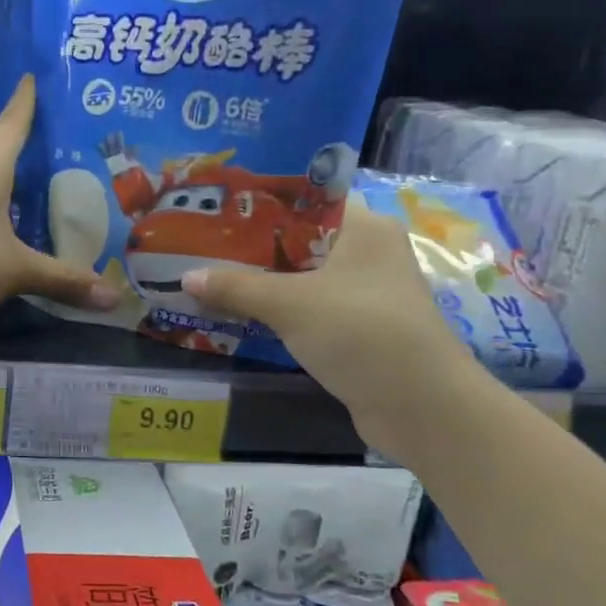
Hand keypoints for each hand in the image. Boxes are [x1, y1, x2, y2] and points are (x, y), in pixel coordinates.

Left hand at [0, 76, 117, 325]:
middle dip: (21, 144)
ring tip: (32, 183)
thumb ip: (62, 280)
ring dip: (3, 181)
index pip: (11, 124)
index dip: (24, 102)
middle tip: (53, 139)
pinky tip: (1, 226)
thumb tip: (115, 299)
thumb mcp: (16, 270)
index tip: (30, 76)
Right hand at [180, 200, 482, 459]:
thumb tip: (185, 277)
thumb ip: (236, 287)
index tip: (219, 208)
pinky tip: (242, 316)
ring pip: (304, 278)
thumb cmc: (360, 331)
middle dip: (253, 247)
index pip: (308, 200)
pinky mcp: (360, 330)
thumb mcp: (290, 304)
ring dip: (264, 283)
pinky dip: (280, 312)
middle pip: (301, 241)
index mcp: (364, 228)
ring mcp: (366, 295)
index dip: (263, 203)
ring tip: (211, 278)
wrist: (420, 405)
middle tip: (202, 245)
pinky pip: (310, 310)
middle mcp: (369, 254)